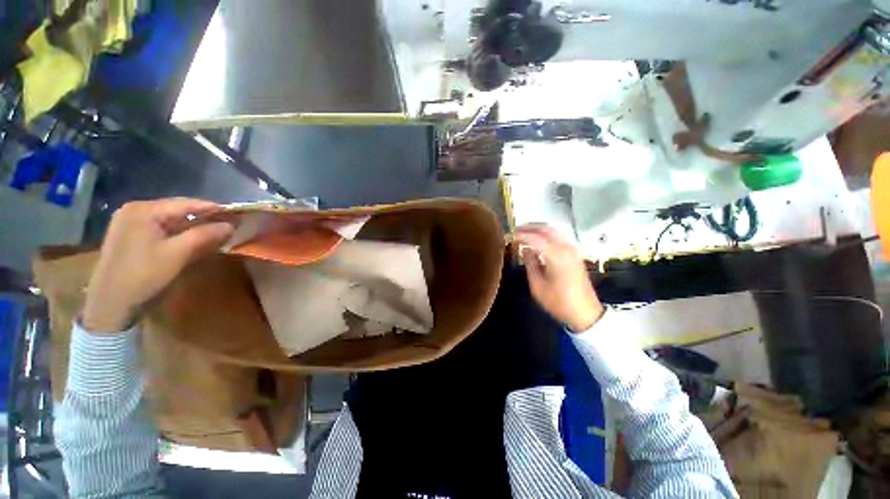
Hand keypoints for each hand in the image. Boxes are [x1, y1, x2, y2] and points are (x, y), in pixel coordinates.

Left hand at [81, 198, 233, 332]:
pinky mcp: (129, 233)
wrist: (110, 301)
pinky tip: (190, 238)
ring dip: (192, 225)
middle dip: (203, 217)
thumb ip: (205, 235)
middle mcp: (135, 209)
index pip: (186, 203)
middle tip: (227, 225)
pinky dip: (178, 231)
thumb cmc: (143, 274)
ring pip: (170, 218)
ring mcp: (129, 220)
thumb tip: (230, 225)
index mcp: (144, 209)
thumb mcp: (177, 253)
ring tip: (214, 232)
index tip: (237, 214)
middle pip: (177, 209)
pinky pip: (160, 226)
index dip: (213, 209)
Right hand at [515, 224, 603, 332]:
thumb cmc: (558, 302)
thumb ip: (530, 264)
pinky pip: (558, 237)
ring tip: (523, 234)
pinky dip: (546, 235)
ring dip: (538, 229)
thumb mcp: (537, 286)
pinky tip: (537, 242)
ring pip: (553, 230)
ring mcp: (573, 250)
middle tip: (515, 231)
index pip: (534, 237)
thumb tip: (524, 250)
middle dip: (529, 227)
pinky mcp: (575, 254)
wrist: (585, 313)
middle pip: (545, 228)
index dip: (519, 235)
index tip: (508, 236)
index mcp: (556, 256)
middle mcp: (566, 248)